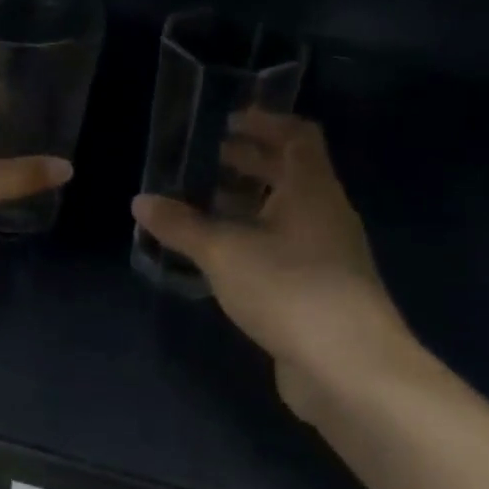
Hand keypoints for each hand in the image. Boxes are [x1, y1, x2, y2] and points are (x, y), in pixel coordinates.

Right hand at [132, 111, 409, 404]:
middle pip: (290, 173)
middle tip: (205, 159)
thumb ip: (181, 225)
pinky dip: (252, 239)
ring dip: (247, 203)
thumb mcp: (223, 252)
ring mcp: (326, 254)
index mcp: (312, 190)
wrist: (348, 367)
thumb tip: (140, 201)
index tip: (228, 120)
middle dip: (249, 162)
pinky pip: (283, 247)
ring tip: (203, 205)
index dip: (266, 122)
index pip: (298, 136)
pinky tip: (220, 254)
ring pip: (285, 213)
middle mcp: (325, 214)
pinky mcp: (318, 289)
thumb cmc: (288, 288)